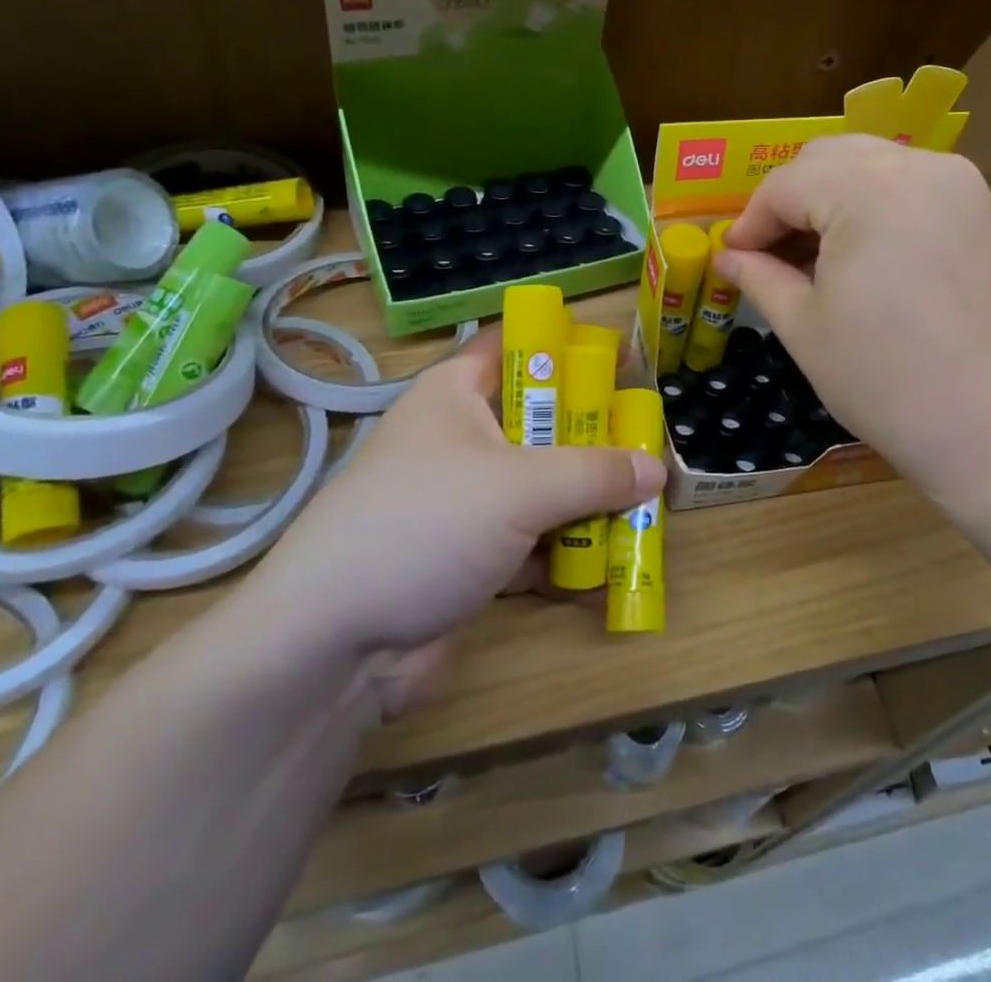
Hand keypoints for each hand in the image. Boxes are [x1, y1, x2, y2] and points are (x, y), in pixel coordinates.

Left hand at [233, 328, 664, 714]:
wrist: (333, 644)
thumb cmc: (426, 525)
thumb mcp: (520, 487)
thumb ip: (595, 474)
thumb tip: (657, 469)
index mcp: (456, 393)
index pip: (516, 345)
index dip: (567, 346)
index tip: (623, 363)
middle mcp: (460, 438)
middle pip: (539, 420)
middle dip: (593, 434)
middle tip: (648, 442)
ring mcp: (464, 500)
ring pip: (540, 483)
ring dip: (587, 496)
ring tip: (648, 500)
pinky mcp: (470, 556)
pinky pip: (532, 538)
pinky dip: (567, 547)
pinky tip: (615, 559)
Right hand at [718, 135, 990, 493]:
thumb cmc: (885, 379)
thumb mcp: (805, 327)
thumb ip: (760, 277)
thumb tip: (725, 255)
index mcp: (868, 189)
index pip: (786, 185)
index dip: (750, 221)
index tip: (731, 258)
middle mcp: (918, 167)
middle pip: (828, 159)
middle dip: (788, 200)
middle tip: (768, 253)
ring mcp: (960, 186)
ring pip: (871, 165)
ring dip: (830, 198)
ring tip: (812, 256)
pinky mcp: (984, 212)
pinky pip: (910, 186)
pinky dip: (873, 205)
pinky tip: (861, 255)